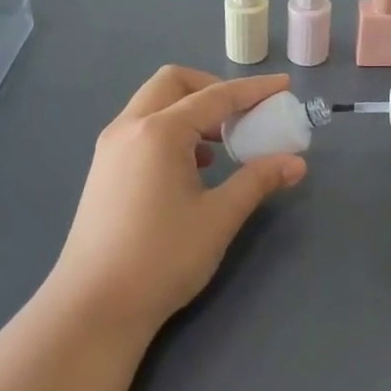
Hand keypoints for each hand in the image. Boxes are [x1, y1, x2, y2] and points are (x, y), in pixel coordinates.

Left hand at [47, 67, 306, 330]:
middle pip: (174, 83)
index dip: (253, 90)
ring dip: (191, 110)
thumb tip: (295, 163)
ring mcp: (110, 148)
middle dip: (214, 89)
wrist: (94, 306)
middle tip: (244, 115)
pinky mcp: (103, 170)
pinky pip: (142, 129)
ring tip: (222, 144)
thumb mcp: (219, 217)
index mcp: (159, 131)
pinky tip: (191, 168)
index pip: (215, 97)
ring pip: (154, 105)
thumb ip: (258, 181)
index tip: (284, 86)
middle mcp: (129, 127)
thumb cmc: (162, 258)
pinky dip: (171, 131)